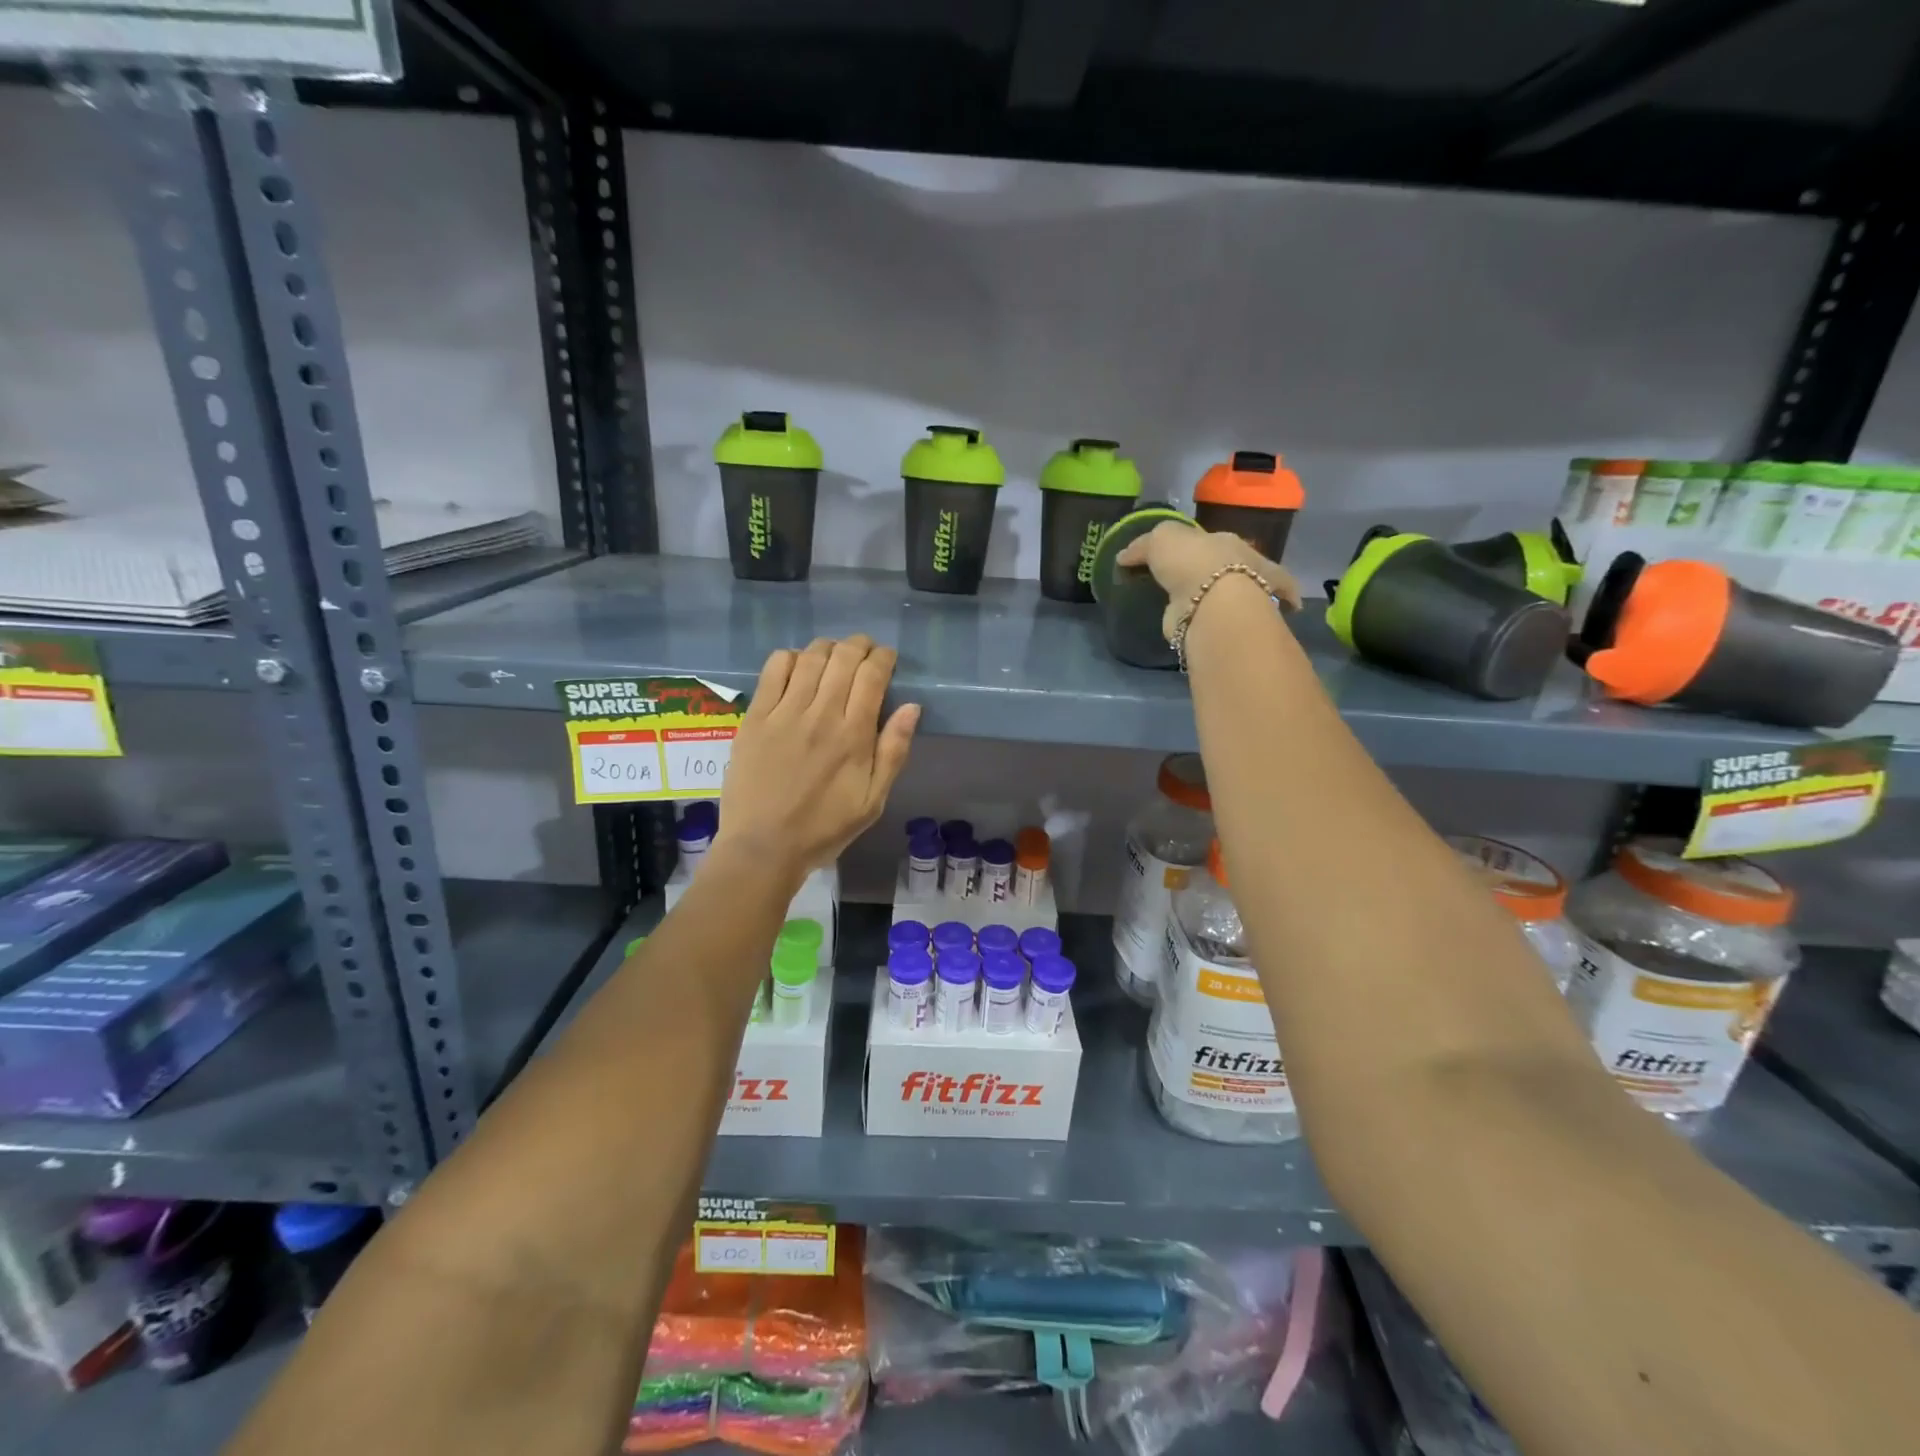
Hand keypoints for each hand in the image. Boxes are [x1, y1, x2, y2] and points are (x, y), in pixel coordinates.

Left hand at [719, 635, 918, 879]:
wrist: (763, 847)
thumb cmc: (824, 828)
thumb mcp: (873, 801)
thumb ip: (893, 752)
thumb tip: (912, 707)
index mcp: (854, 735)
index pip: (872, 675)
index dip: (883, 657)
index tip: (887, 658)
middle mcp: (821, 714)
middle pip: (843, 658)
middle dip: (859, 645)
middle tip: (864, 650)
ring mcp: (784, 713)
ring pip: (810, 657)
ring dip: (827, 647)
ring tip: (834, 653)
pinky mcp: (755, 717)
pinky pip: (773, 670)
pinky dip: (789, 657)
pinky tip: (797, 665)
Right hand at [1115, 523, 1301, 640]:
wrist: (1207, 607)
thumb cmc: (1193, 561)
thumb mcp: (1164, 536)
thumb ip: (1145, 543)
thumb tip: (1124, 556)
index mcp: (1229, 543)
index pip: (1206, 540)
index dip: (1186, 544)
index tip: (1161, 553)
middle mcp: (1235, 571)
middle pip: (1205, 567)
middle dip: (1187, 571)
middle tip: (1157, 577)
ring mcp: (1226, 602)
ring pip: (1200, 593)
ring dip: (1183, 596)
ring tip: (1153, 598)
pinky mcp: (1212, 626)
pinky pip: (1191, 616)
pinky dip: (1178, 617)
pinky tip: (1160, 617)